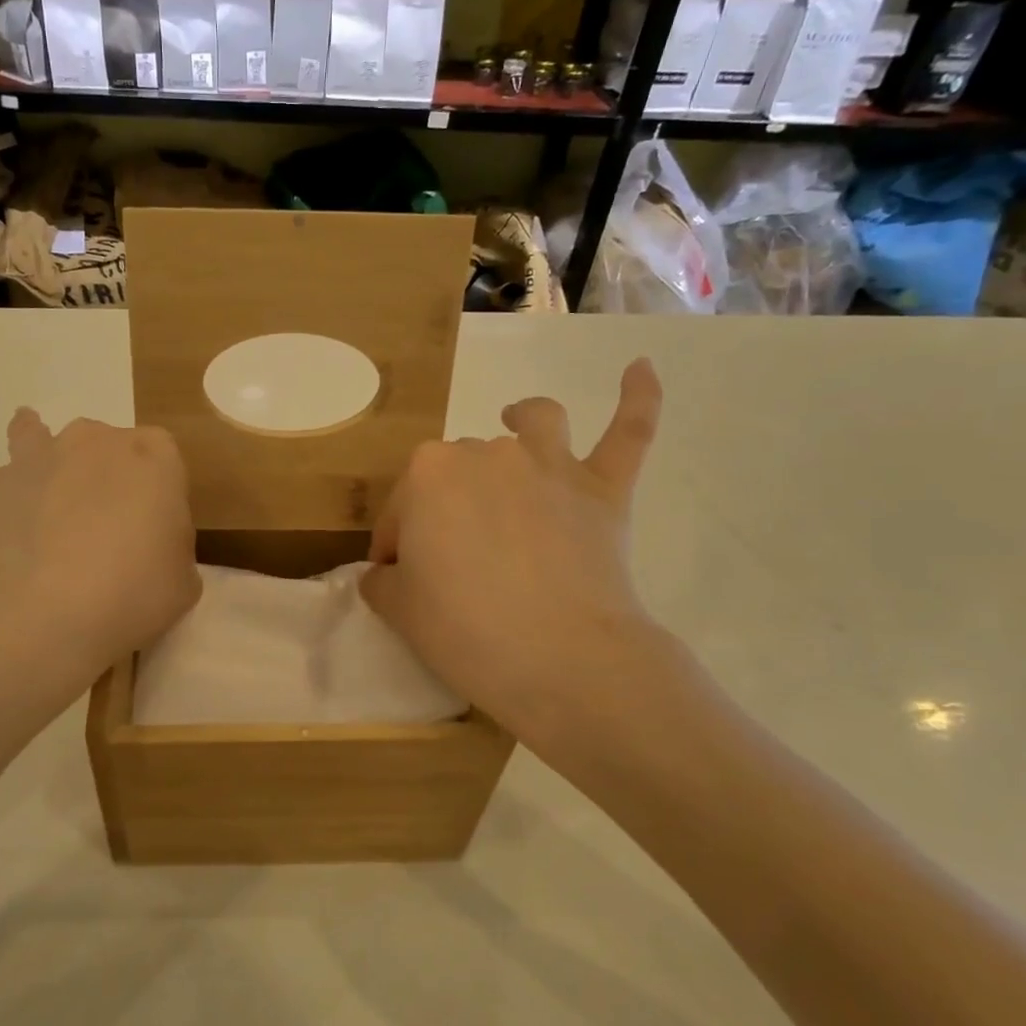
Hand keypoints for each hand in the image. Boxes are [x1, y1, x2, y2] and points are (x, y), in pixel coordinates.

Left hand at [0, 409, 200, 683]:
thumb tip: (147, 550)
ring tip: (24, 427)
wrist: (51, 608)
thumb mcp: (182, 581)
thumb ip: (170, 553)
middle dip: (104, 474)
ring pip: (32, 436)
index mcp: (152, 457)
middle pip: (103, 446)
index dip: (159, 494)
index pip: (162, 460)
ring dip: (29, 434)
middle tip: (105, 526)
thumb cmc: (134, 592)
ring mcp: (34, 462)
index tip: (156, 534)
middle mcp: (93, 443)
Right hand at [360, 360, 665, 739]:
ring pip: (535, 423)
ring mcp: (550, 466)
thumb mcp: (398, 610)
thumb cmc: (464, 630)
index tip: (399, 582)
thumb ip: (383, 581)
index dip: (395, 547)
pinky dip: (639, 399)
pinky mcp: (603, 490)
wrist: (560, 658)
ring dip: (523, 422)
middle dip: (447, 507)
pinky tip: (642, 367)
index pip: (399, 512)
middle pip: (458, 470)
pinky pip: (628, 432)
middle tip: (452, 563)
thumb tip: (389, 573)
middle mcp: (486, 454)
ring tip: (517, 425)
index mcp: (427, 475)